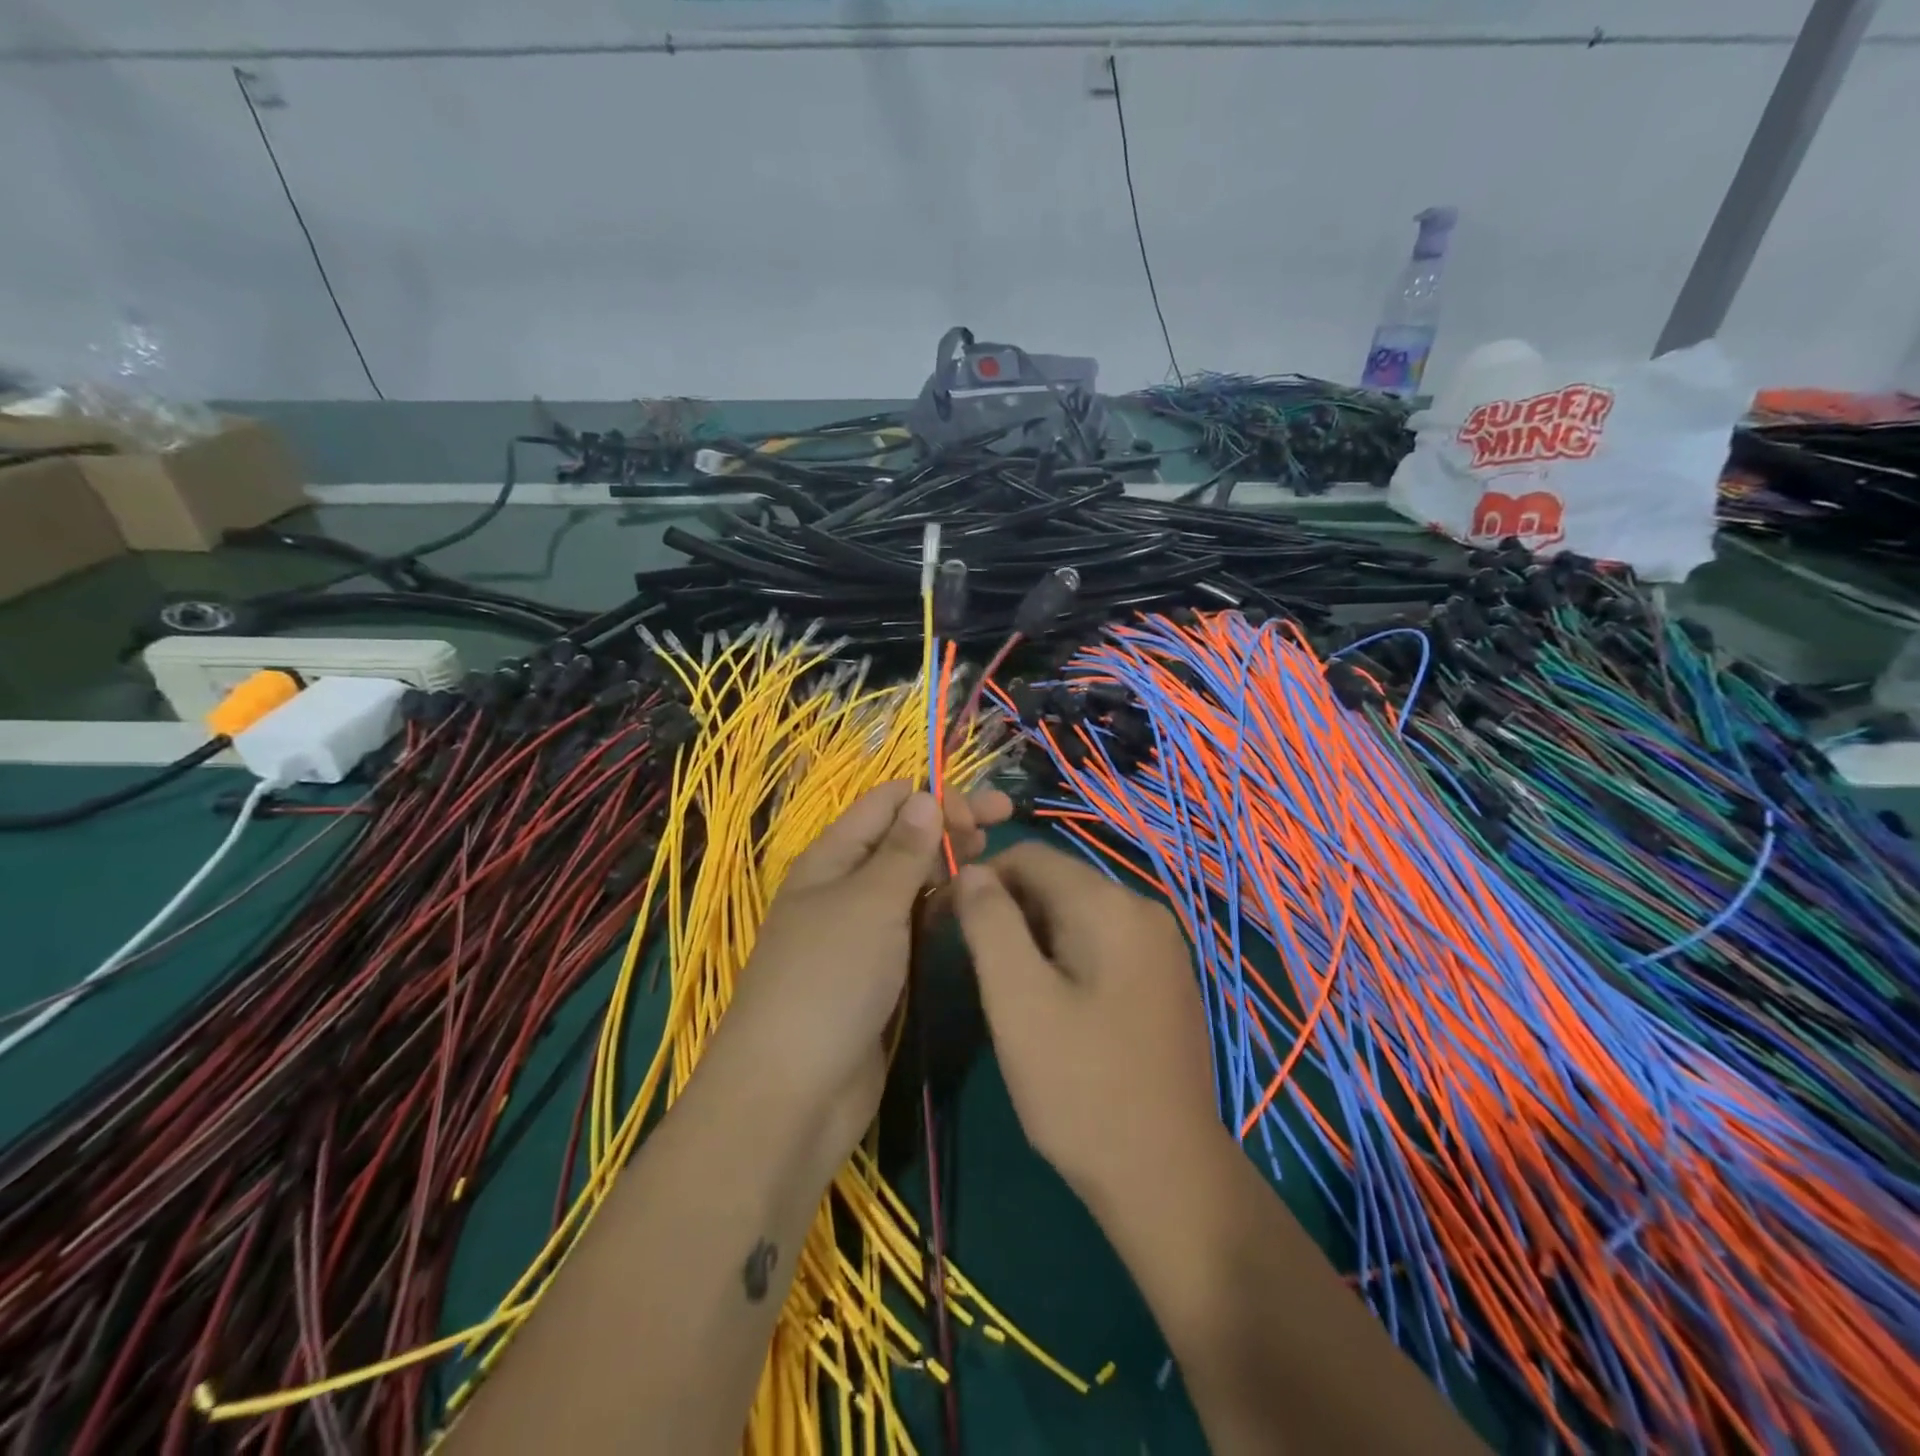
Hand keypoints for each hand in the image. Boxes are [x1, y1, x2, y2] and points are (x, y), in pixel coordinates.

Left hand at [710, 780, 1011, 1175]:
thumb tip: (926, 795)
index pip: (885, 804)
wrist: (794, 1093)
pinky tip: (973, 900)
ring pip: (911, 880)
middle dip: (949, 822)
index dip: (931, 795)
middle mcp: (845, 886)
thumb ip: (903, 851)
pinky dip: (942, 904)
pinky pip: (915, 922)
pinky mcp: (880, 969)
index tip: (979, 808)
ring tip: (993, 854)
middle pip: (902, 838)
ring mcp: (863, 929)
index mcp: (831, 858)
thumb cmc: (829, 980)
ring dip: (948, 861)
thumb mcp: (869, 904)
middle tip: (1003, 818)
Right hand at [953, 842, 1221, 1207]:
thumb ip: (990, 924)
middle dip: (1008, 910)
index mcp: (1110, 904)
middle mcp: (1144, 909)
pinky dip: (1066, 956)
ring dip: (1033, 936)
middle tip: (973, 965)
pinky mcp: (1165, 978)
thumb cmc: (1081, 1087)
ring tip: (1008, 989)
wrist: (1168, 1176)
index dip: (979, 879)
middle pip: (1056, 882)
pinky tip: (1052, 1005)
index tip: (945, 922)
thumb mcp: (1018, 1001)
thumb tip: (971, 871)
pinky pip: (1102, 942)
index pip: (1030, 856)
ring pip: (1077, 914)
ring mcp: (1162, 946)